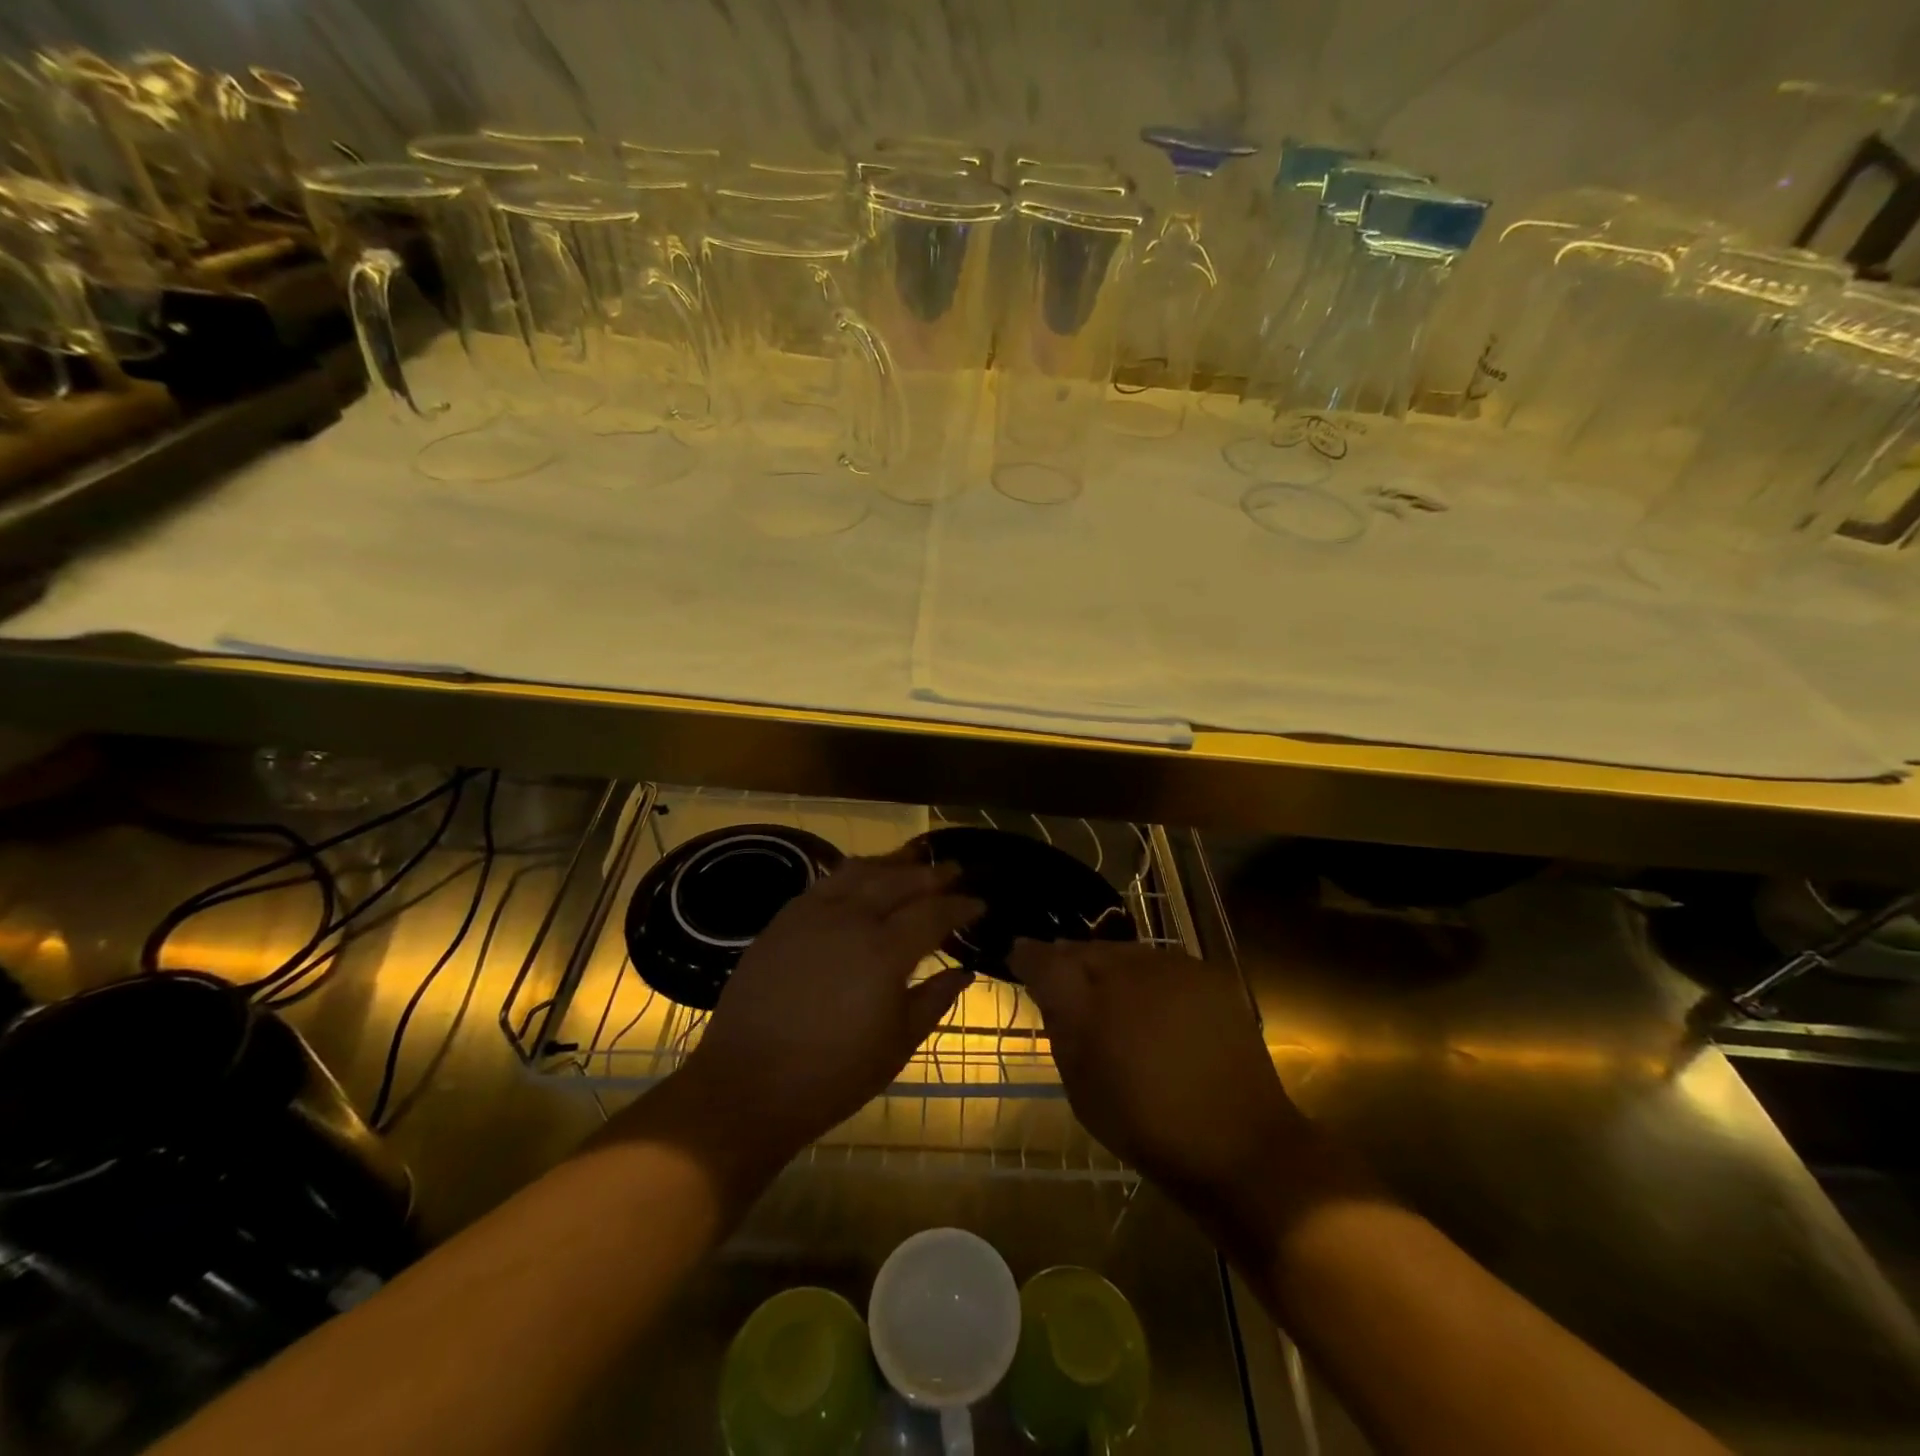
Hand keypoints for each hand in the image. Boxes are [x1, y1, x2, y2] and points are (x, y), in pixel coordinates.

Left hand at [676, 854, 979, 1155]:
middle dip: (932, 873)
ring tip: (913, 860)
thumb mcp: (897, 1045)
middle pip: (899, 880)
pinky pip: (825, 883)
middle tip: (955, 869)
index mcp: (884, 951)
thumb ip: (934, 1000)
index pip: (933, 913)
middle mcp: (850, 919)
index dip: (960, 905)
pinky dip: (852, 873)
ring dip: (892, 863)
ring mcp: (812, 914)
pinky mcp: (783, 920)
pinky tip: (860, 878)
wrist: (748, 1085)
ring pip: (860, 871)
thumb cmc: (833, 1076)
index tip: (980, 902)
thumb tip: (963, 971)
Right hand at [1013, 939, 1365, 1230]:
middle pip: (1085, 949)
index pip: (1044, 958)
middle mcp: (1127, 969)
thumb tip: (1047, 989)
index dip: (1027, 955)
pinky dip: (1148, 978)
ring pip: (1124, 952)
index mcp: (1089, 1001)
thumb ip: (1060, 1027)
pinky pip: (1162, 963)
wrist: (1240, 1145)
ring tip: (1111, 996)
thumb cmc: (1146, 1127)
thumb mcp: (1081, 1088)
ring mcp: (1171, 967)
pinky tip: (1153, 1005)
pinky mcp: (1207, 973)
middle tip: (1066, 984)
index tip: (1018, 957)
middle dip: (1070, 962)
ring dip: (1110, 967)